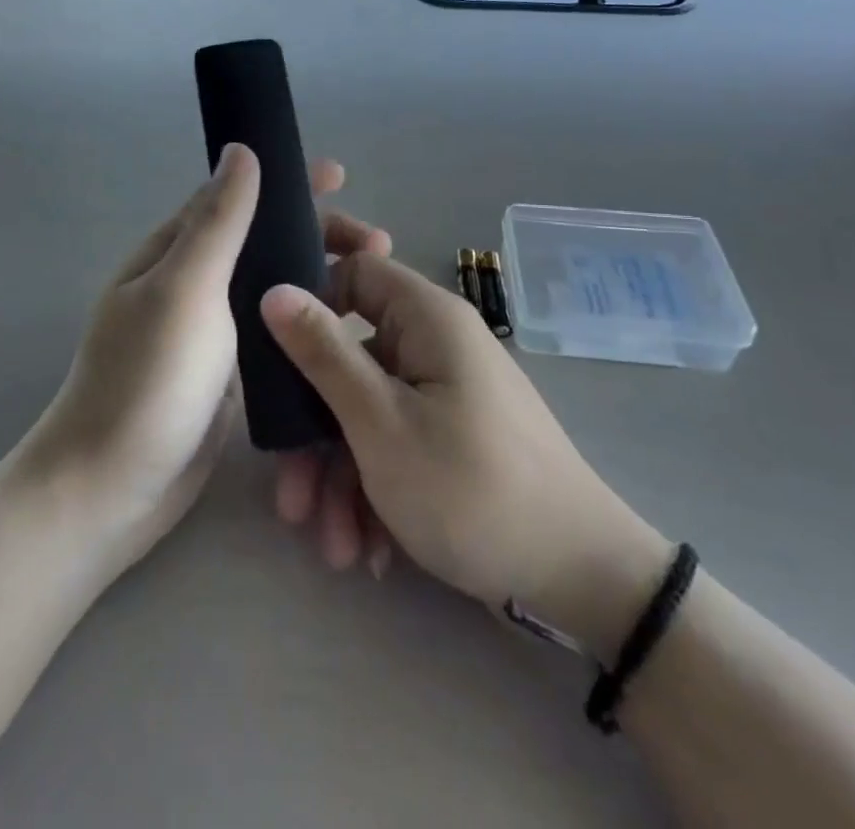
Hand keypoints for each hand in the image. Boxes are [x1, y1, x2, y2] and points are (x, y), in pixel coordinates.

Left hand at [16, 148, 389, 572]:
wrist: (111, 491)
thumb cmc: (147, 380)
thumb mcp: (185, 289)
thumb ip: (218, 221)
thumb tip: (240, 149)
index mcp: (176, 252)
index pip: (237, 197)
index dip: (288, 182)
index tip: (340, 176)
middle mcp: (194, 284)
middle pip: (264, 242)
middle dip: (319, 235)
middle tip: (377, 246)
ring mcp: (212, 332)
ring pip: (274, 288)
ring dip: (321, 278)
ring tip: (372, 288)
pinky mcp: (230, 374)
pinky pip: (276, 333)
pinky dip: (310, 322)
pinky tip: (346, 333)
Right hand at [261, 254, 669, 654]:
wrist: (580, 582)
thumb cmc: (470, 488)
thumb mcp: (380, 422)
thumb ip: (322, 353)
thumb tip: (274, 289)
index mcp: (426, 319)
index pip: (354, 272)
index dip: (311, 304)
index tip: (275, 358)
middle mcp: (436, 346)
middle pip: (352, 361)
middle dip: (315, 432)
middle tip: (292, 499)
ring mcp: (446, 396)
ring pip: (369, 414)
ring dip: (341, 478)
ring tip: (333, 547)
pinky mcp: (454, 440)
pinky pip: (397, 445)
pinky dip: (375, 491)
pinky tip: (368, 551)